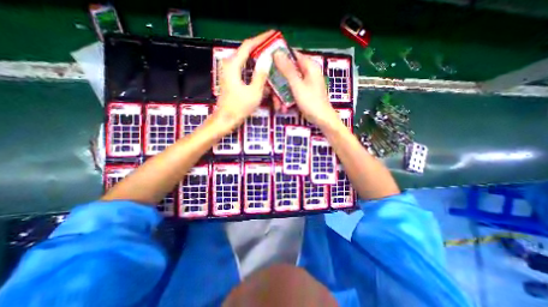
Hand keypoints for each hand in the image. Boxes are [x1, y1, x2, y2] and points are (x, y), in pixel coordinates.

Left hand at [213, 31, 273, 129]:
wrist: (226, 119)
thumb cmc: (239, 107)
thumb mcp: (254, 92)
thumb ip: (261, 75)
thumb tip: (267, 58)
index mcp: (233, 65)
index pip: (248, 45)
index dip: (261, 39)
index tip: (272, 34)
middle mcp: (230, 65)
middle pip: (247, 52)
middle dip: (261, 50)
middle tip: (274, 50)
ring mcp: (230, 73)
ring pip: (247, 62)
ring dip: (258, 62)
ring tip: (271, 62)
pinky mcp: (232, 80)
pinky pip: (245, 71)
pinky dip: (254, 71)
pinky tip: (262, 75)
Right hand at [273, 50, 337, 126]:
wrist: (321, 119)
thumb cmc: (311, 101)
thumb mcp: (297, 85)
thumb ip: (287, 70)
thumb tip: (277, 52)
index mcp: (309, 66)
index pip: (292, 54)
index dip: (279, 57)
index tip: (268, 64)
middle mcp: (307, 72)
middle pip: (288, 71)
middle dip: (278, 83)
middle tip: (270, 91)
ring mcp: (305, 83)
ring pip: (288, 83)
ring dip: (281, 95)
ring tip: (278, 106)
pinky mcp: (303, 92)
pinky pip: (292, 91)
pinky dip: (287, 99)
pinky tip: (284, 108)